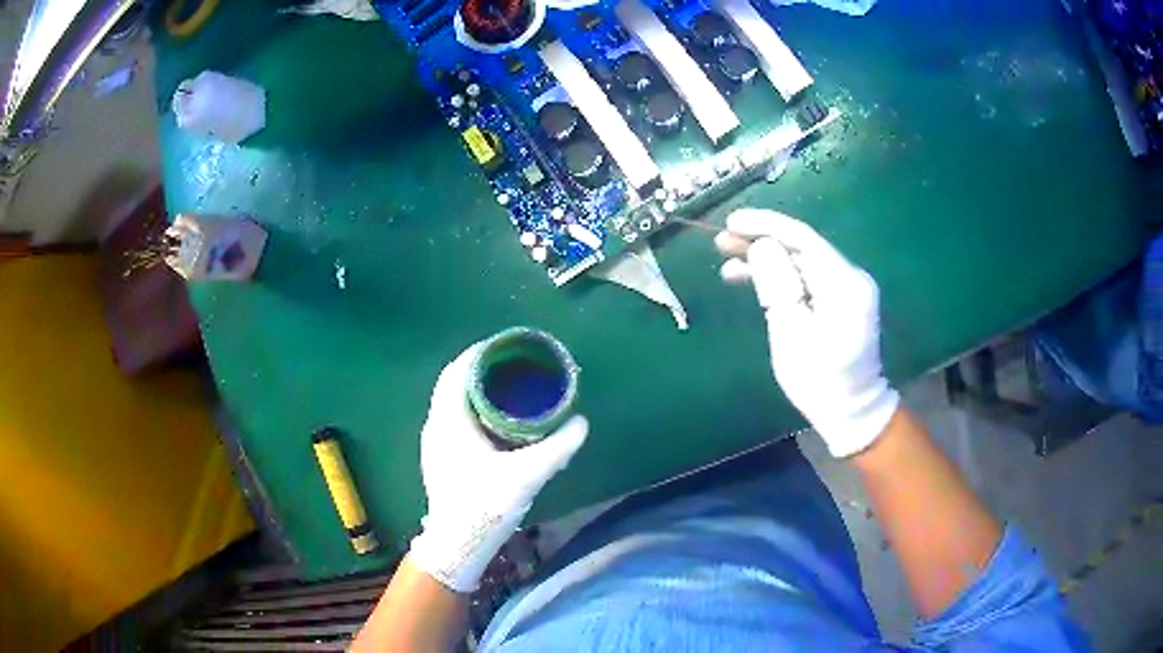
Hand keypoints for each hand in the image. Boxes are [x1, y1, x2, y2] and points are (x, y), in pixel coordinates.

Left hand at [408, 344, 588, 592]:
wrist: (456, 544)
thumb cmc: (484, 505)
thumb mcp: (526, 475)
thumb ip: (557, 448)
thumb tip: (581, 423)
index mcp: (449, 420)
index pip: (457, 372)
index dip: (479, 353)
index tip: (505, 346)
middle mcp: (436, 425)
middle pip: (454, 383)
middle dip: (481, 370)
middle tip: (513, 366)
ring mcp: (435, 443)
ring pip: (452, 403)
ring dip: (475, 390)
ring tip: (507, 389)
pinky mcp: (440, 458)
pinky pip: (454, 419)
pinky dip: (472, 409)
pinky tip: (494, 422)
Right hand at [715, 209, 898, 457]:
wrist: (852, 410)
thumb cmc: (820, 381)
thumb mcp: (792, 335)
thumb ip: (777, 285)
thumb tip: (761, 245)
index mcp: (844, 284)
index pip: (803, 239)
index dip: (765, 225)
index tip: (730, 222)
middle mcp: (850, 276)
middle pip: (801, 247)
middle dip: (761, 241)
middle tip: (721, 242)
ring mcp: (847, 287)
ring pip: (801, 261)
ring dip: (766, 259)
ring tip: (727, 263)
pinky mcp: (839, 298)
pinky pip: (806, 278)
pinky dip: (780, 277)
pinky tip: (750, 279)